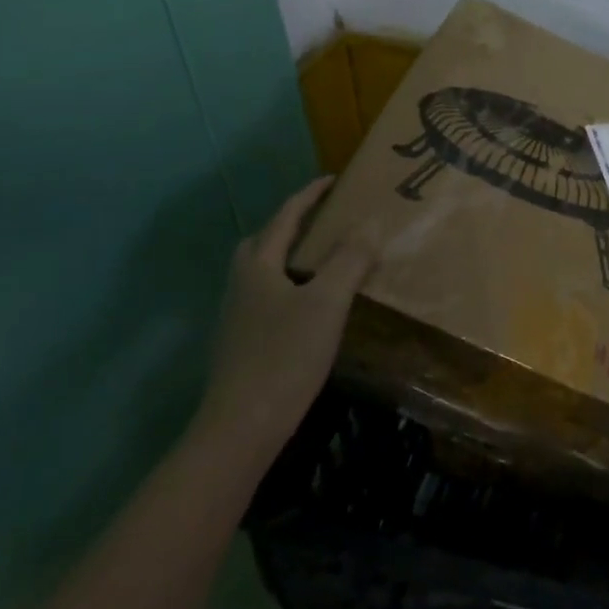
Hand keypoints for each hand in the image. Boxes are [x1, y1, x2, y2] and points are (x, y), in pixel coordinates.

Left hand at [190, 177, 374, 468]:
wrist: (242, 427)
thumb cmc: (285, 356)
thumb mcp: (327, 302)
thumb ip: (349, 260)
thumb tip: (369, 223)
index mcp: (258, 266)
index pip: (285, 217)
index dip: (309, 196)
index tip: (334, 181)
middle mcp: (241, 285)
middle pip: (263, 241)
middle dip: (292, 224)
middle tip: (325, 221)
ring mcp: (238, 316)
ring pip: (265, 271)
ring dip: (291, 256)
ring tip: (325, 260)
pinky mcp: (244, 343)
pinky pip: (270, 297)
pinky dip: (292, 286)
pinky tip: (313, 306)